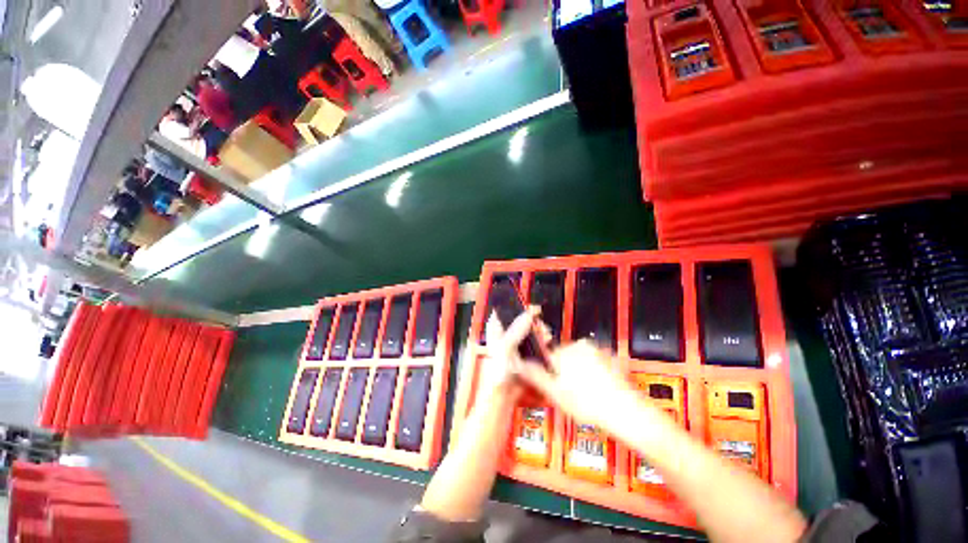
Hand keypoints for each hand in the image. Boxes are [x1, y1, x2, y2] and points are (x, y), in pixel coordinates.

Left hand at [477, 307, 545, 400]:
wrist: (505, 394)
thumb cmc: (499, 370)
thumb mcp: (506, 347)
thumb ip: (517, 329)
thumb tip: (530, 313)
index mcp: (496, 328)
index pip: (505, 310)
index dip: (518, 306)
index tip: (532, 308)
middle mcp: (506, 332)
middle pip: (523, 318)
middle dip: (534, 320)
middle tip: (540, 326)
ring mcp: (518, 342)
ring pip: (532, 328)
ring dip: (541, 330)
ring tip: (545, 337)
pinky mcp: (527, 351)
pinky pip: (537, 340)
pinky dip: (543, 339)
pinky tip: (547, 343)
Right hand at [515, 341, 641, 432]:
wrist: (626, 411)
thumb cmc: (589, 404)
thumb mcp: (555, 394)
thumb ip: (535, 376)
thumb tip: (518, 364)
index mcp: (563, 352)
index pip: (546, 356)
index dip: (547, 372)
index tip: (553, 385)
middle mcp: (578, 346)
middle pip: (561, 357)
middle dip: (562, 372)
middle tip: (569, 394)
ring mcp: (595, 350)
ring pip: (577, 360)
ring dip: (577, 373)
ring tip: (585, 394)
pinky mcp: (609, 357)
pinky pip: (592, 362)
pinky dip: (591, 372)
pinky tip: (596, 390)